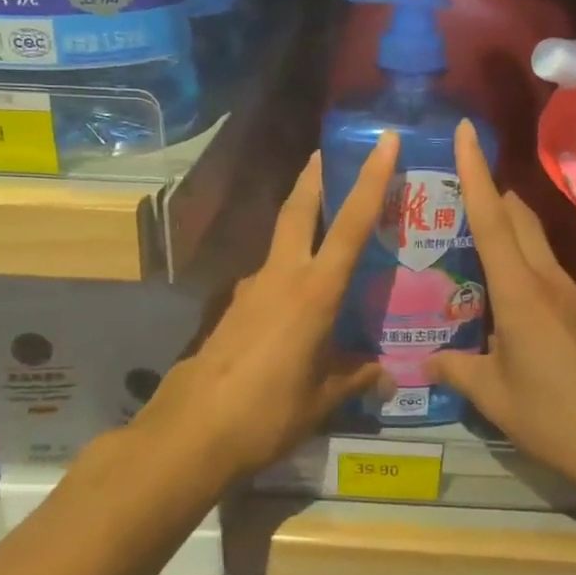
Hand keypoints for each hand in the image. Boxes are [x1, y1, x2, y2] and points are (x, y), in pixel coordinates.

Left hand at [139, 132, 400, 484]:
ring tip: (325, 235)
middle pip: (299, 209)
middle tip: (329, 154)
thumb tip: (385, 376)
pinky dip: (286, 272)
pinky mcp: (233, 307)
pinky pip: (268, 277)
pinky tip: (295, 303)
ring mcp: (251, 288)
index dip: (371, 179)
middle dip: (315, 177)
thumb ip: (354, 377)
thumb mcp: (321, 399)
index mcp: (315, 291)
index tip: (383, 141)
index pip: (352, 224)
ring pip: (280, 240)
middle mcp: (282, 276)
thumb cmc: (267, 412)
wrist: (190, 433)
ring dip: (299, 222)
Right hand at [428, 120, 575, 499]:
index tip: (465, 132)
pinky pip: (548, 273)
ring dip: (509, 229)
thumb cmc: (557, 417)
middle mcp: (549, 281)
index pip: (492, 218)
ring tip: (472, 243)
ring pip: (536, 243)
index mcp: (520, 292)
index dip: (473, 172)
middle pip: (519, 217)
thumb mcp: (496, 398)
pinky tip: (508, 300)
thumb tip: (424, 361)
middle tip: (455, 187)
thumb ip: (458, 372)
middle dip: (491, 191)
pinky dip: (524, 266)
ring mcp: (574, 295)